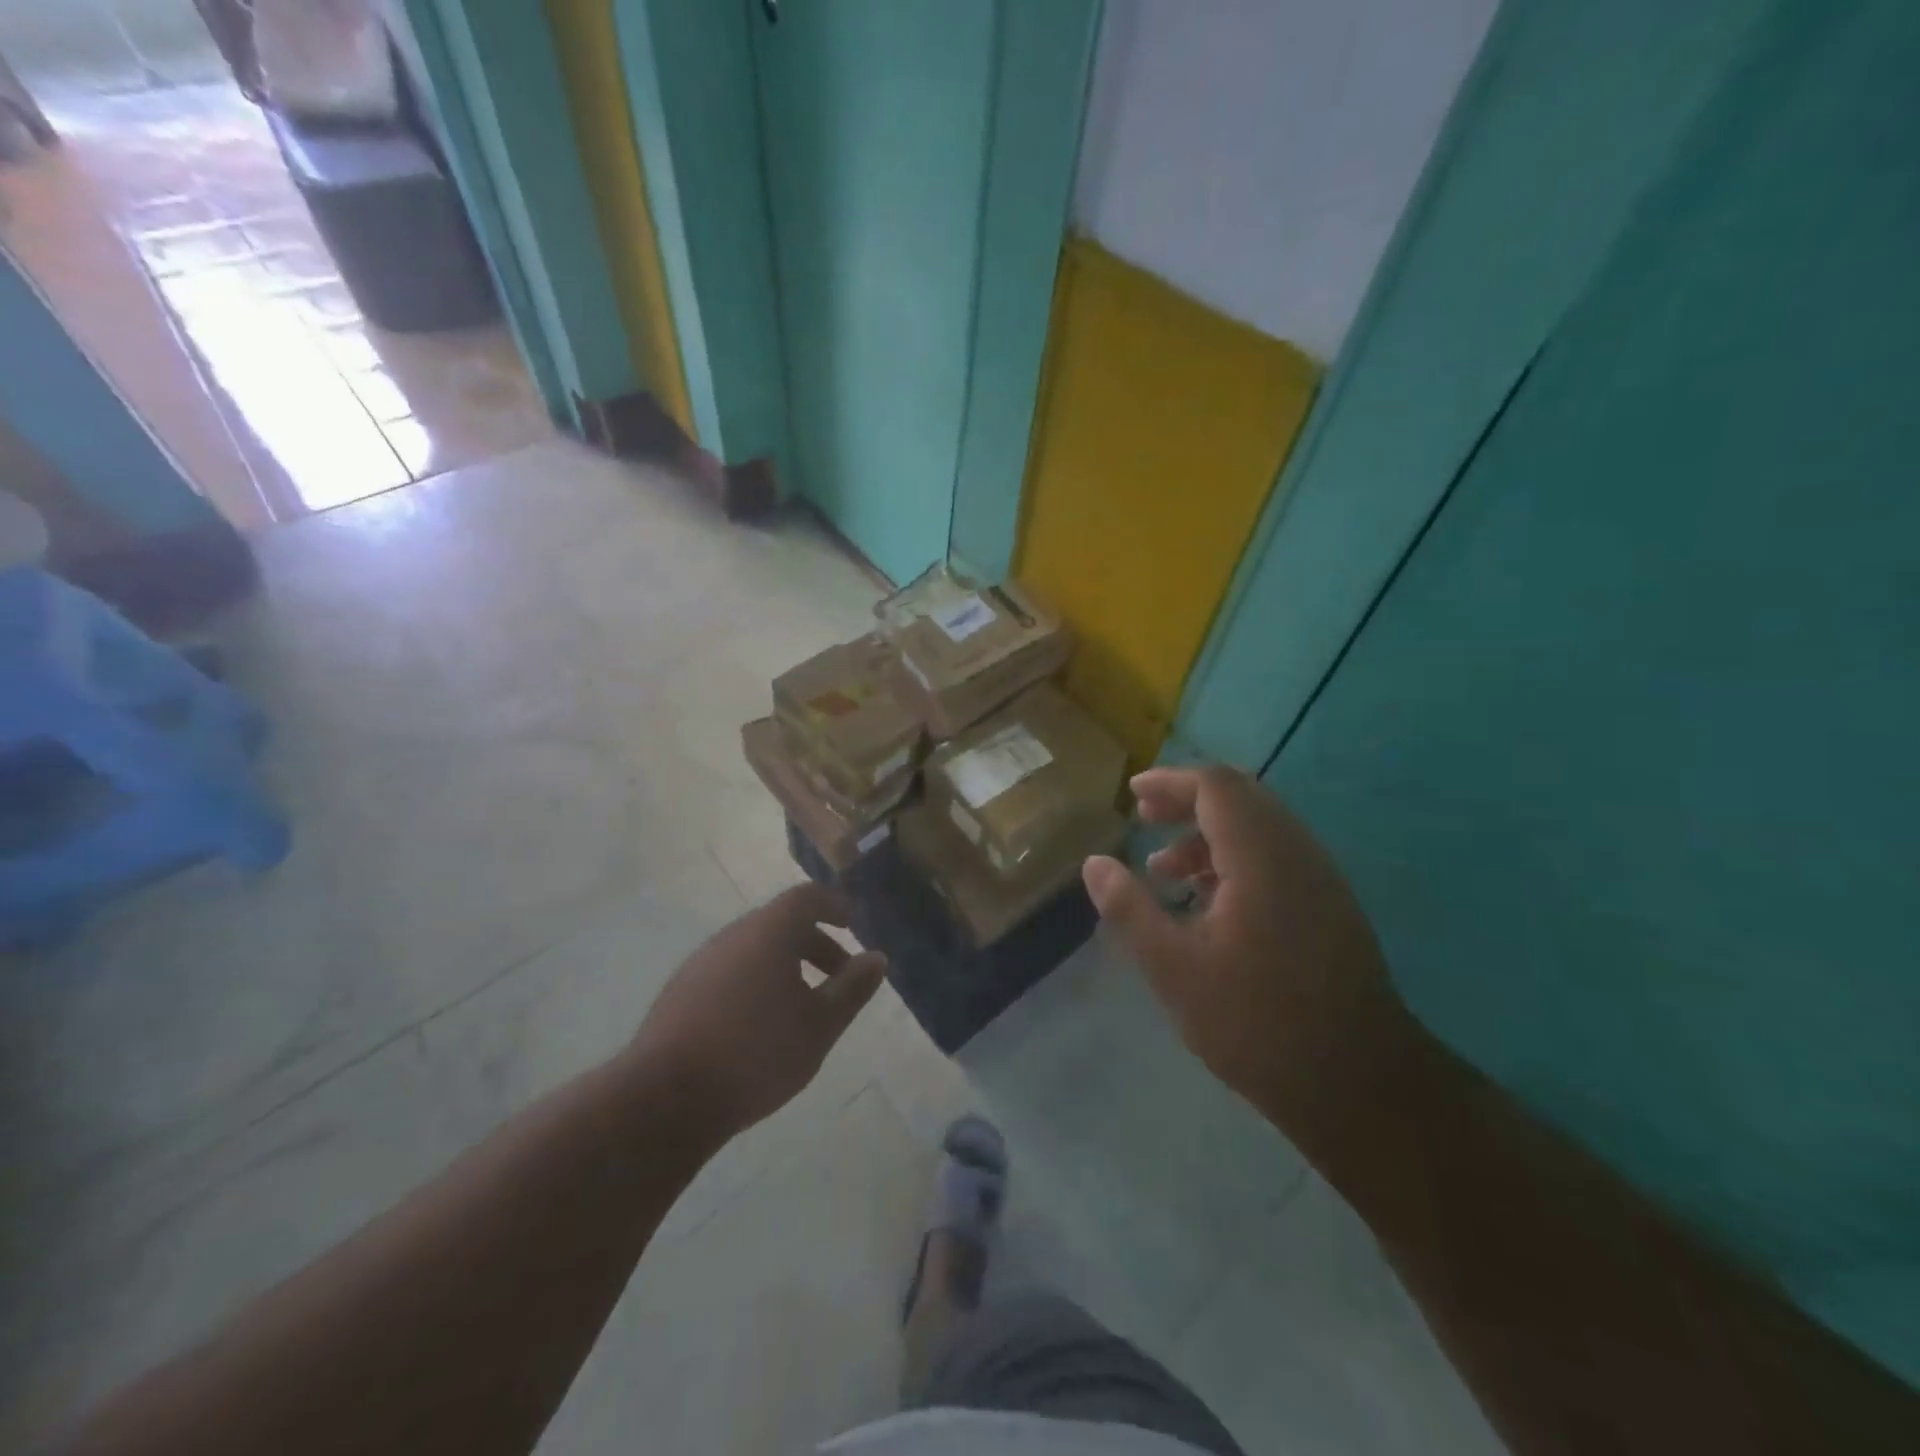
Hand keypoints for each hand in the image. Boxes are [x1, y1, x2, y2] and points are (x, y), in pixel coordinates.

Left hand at [627, 884, 886, 1140]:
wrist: (664, 1099)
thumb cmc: (757, 1053)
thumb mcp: (820, 1025)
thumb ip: (852, 988)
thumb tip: (877, 958)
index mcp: (768, 931)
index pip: (806, 897)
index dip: (833, 905)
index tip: (852, 924)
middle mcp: (732, 935)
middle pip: (780, 924)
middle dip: (815, 944)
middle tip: (840, 977)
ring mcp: (700, 963)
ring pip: (753, 950)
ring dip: (785, 966)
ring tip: (803, 1007)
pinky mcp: (679, 993)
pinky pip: (730, 972)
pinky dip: (756, 982)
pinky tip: (761, 1026)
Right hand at [1082, 765, 1413, 1140]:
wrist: (1359, 1084)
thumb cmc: (1256, 1022)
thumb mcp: (1174, 969)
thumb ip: (1130, 909)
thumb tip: (1094, 863)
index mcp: (1262, 858)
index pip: (1216, 787)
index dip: (1170, 782)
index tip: (1133, 794)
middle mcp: (1297, 854)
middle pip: (1241, 798)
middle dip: (1187, 802)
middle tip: (1145, 820)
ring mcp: (1321, 880)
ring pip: (1260, 828)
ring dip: (1209, 835)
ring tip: (1165, 870)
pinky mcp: (1330, 907)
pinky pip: (1277, 857)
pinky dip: (1235, 859)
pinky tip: (1207, 903)